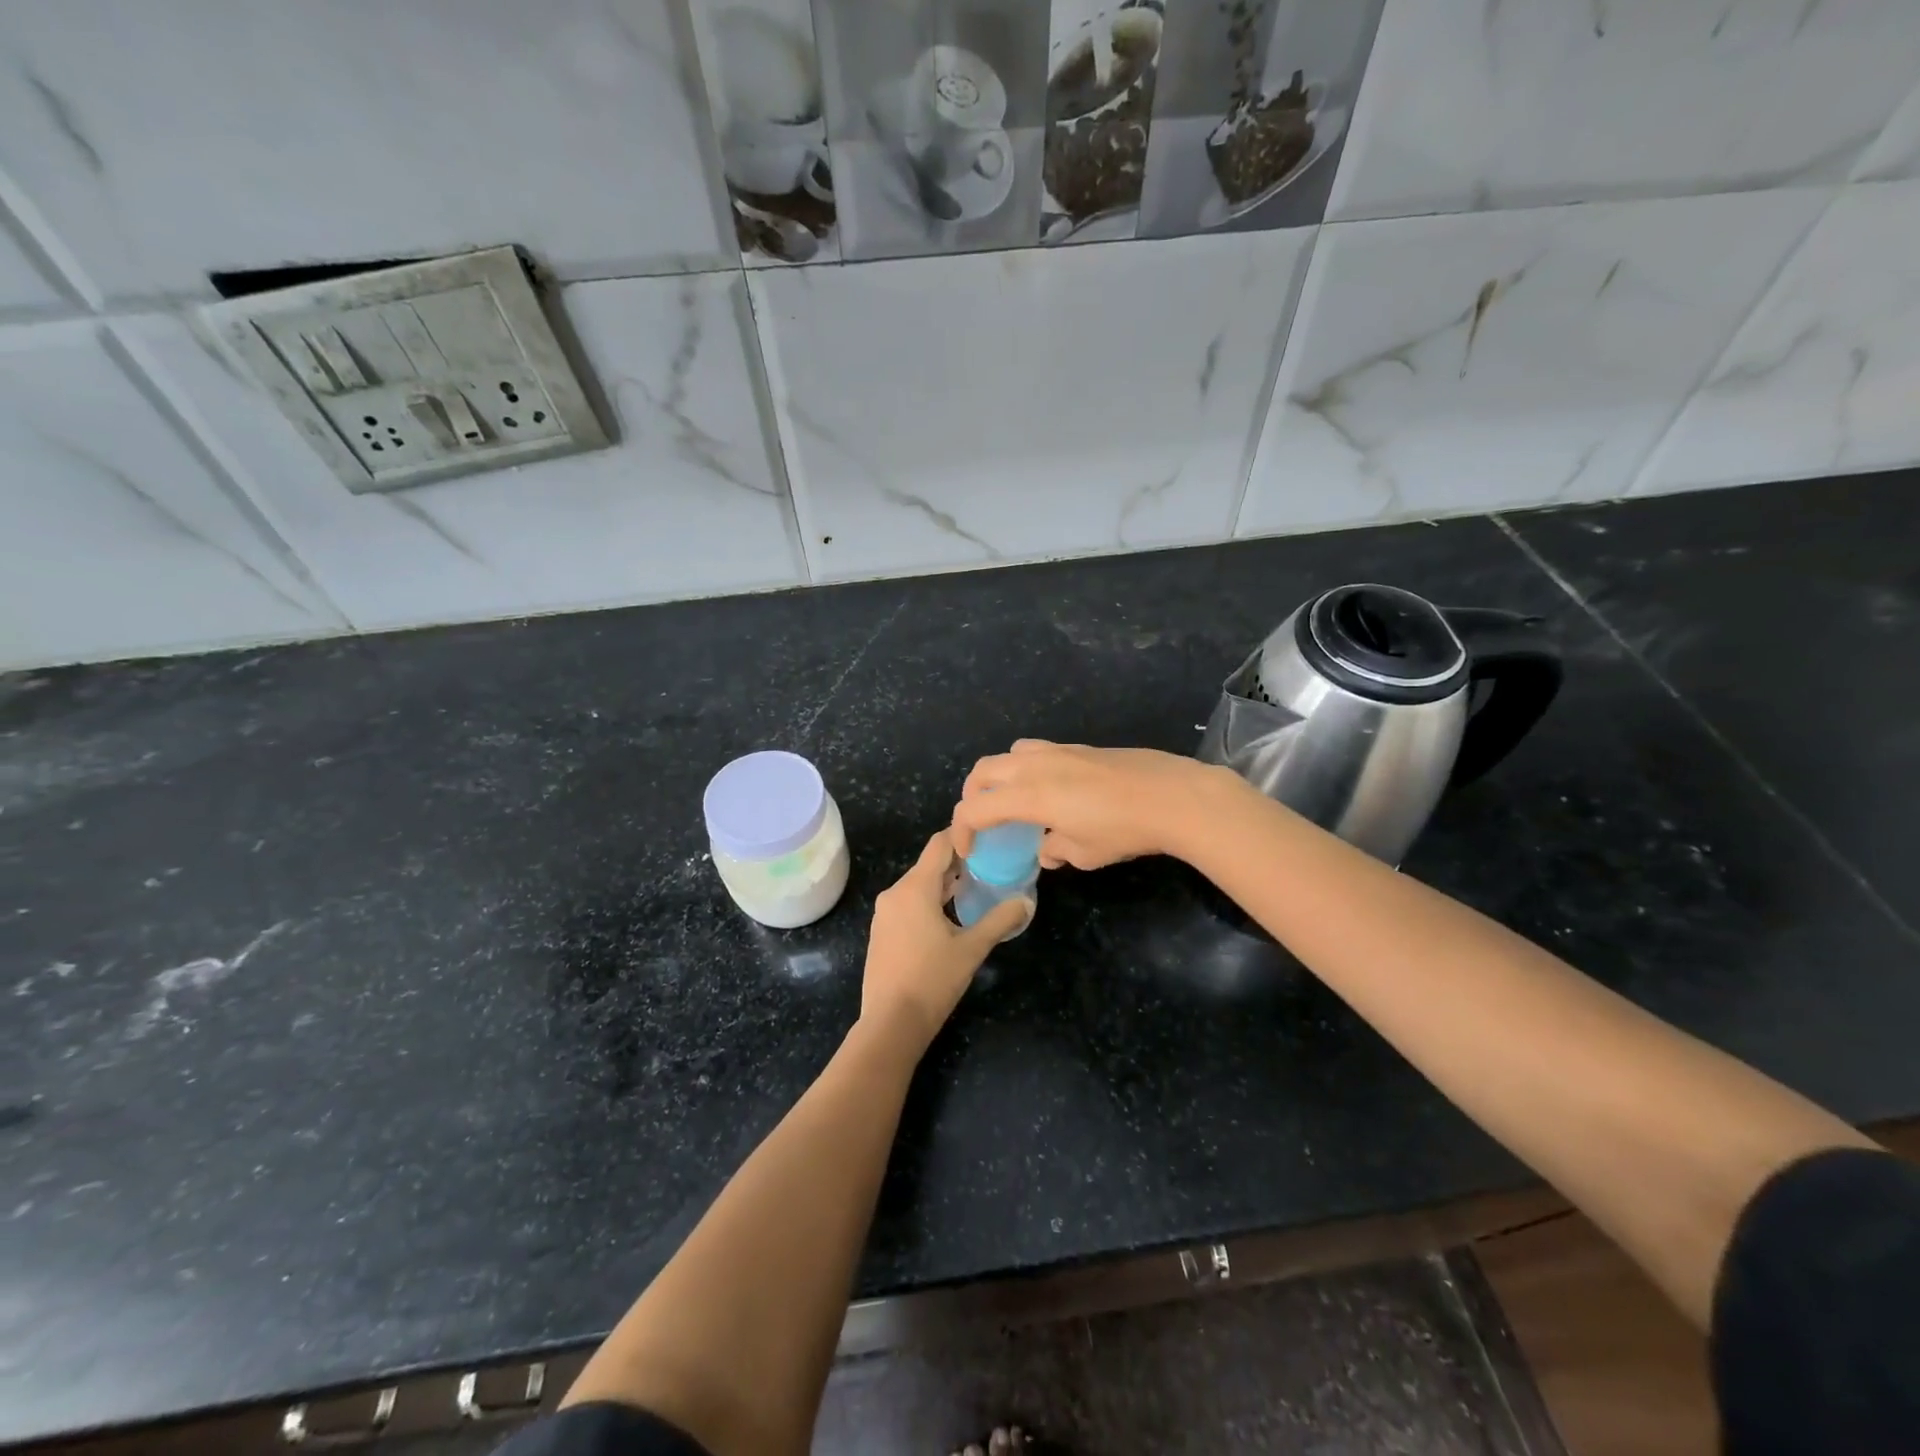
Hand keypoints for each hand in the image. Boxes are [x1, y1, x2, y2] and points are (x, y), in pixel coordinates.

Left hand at [861, 830, 1028, 1052]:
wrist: (890, 1023)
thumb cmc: (933, 980)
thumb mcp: (972, 949)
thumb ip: (1000, 920)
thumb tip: (1027, 902)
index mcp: (915, 888)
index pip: (939, 843)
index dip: (963, 836)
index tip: (988, 841)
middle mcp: (895, 893)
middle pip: (928, 864)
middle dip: (958, 863)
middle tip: (989, 867)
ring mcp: (884, 913)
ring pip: (917, 885)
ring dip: (944, 884)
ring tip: (974, 890)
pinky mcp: (881, 931)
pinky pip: (907, 903)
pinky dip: (928, 901)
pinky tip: (948, 917)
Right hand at [952, 740, 1238, 870]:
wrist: (1172, 796)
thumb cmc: (1123, 830)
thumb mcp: (1084, 853)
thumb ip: (1054, 850)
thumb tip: (1047, 849)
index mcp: (1028, 795)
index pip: (975, 808)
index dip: (963, 830)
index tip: (970, 852)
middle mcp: (1035, 766)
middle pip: (983, 770)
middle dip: (972, 796)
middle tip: (982, 822)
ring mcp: (1058, 751)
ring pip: (1009, 754)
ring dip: (999, 776)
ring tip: (1013, 801)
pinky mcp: (1080, 747)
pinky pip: (1037, 751)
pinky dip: (1027, 769)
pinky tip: (1052, 792)